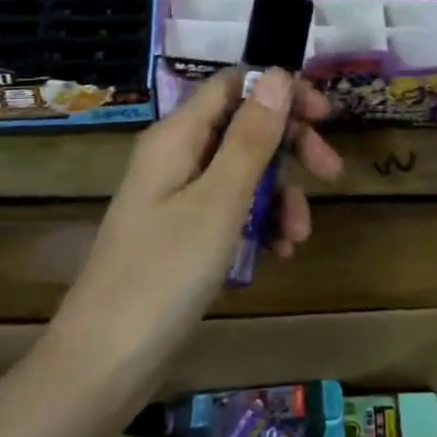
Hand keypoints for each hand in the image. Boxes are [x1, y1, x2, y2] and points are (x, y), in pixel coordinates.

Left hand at [67, 69, 342, 335]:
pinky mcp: (183, 234)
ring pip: (244, 174)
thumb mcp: (220, 201)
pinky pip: (231, 211)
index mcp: (177, 137)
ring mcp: (178, 198)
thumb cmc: (165, 273)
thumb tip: (277, 73)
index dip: (280, 90)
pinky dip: (259, 224)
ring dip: (279, 196)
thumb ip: (251, 137)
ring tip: (298, 237)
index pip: (234, 85)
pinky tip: (278, 253)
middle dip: (290, 147)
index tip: (324, 114)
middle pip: (244, 128)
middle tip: (331, 171)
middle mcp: (176, 157)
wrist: (105, 363)